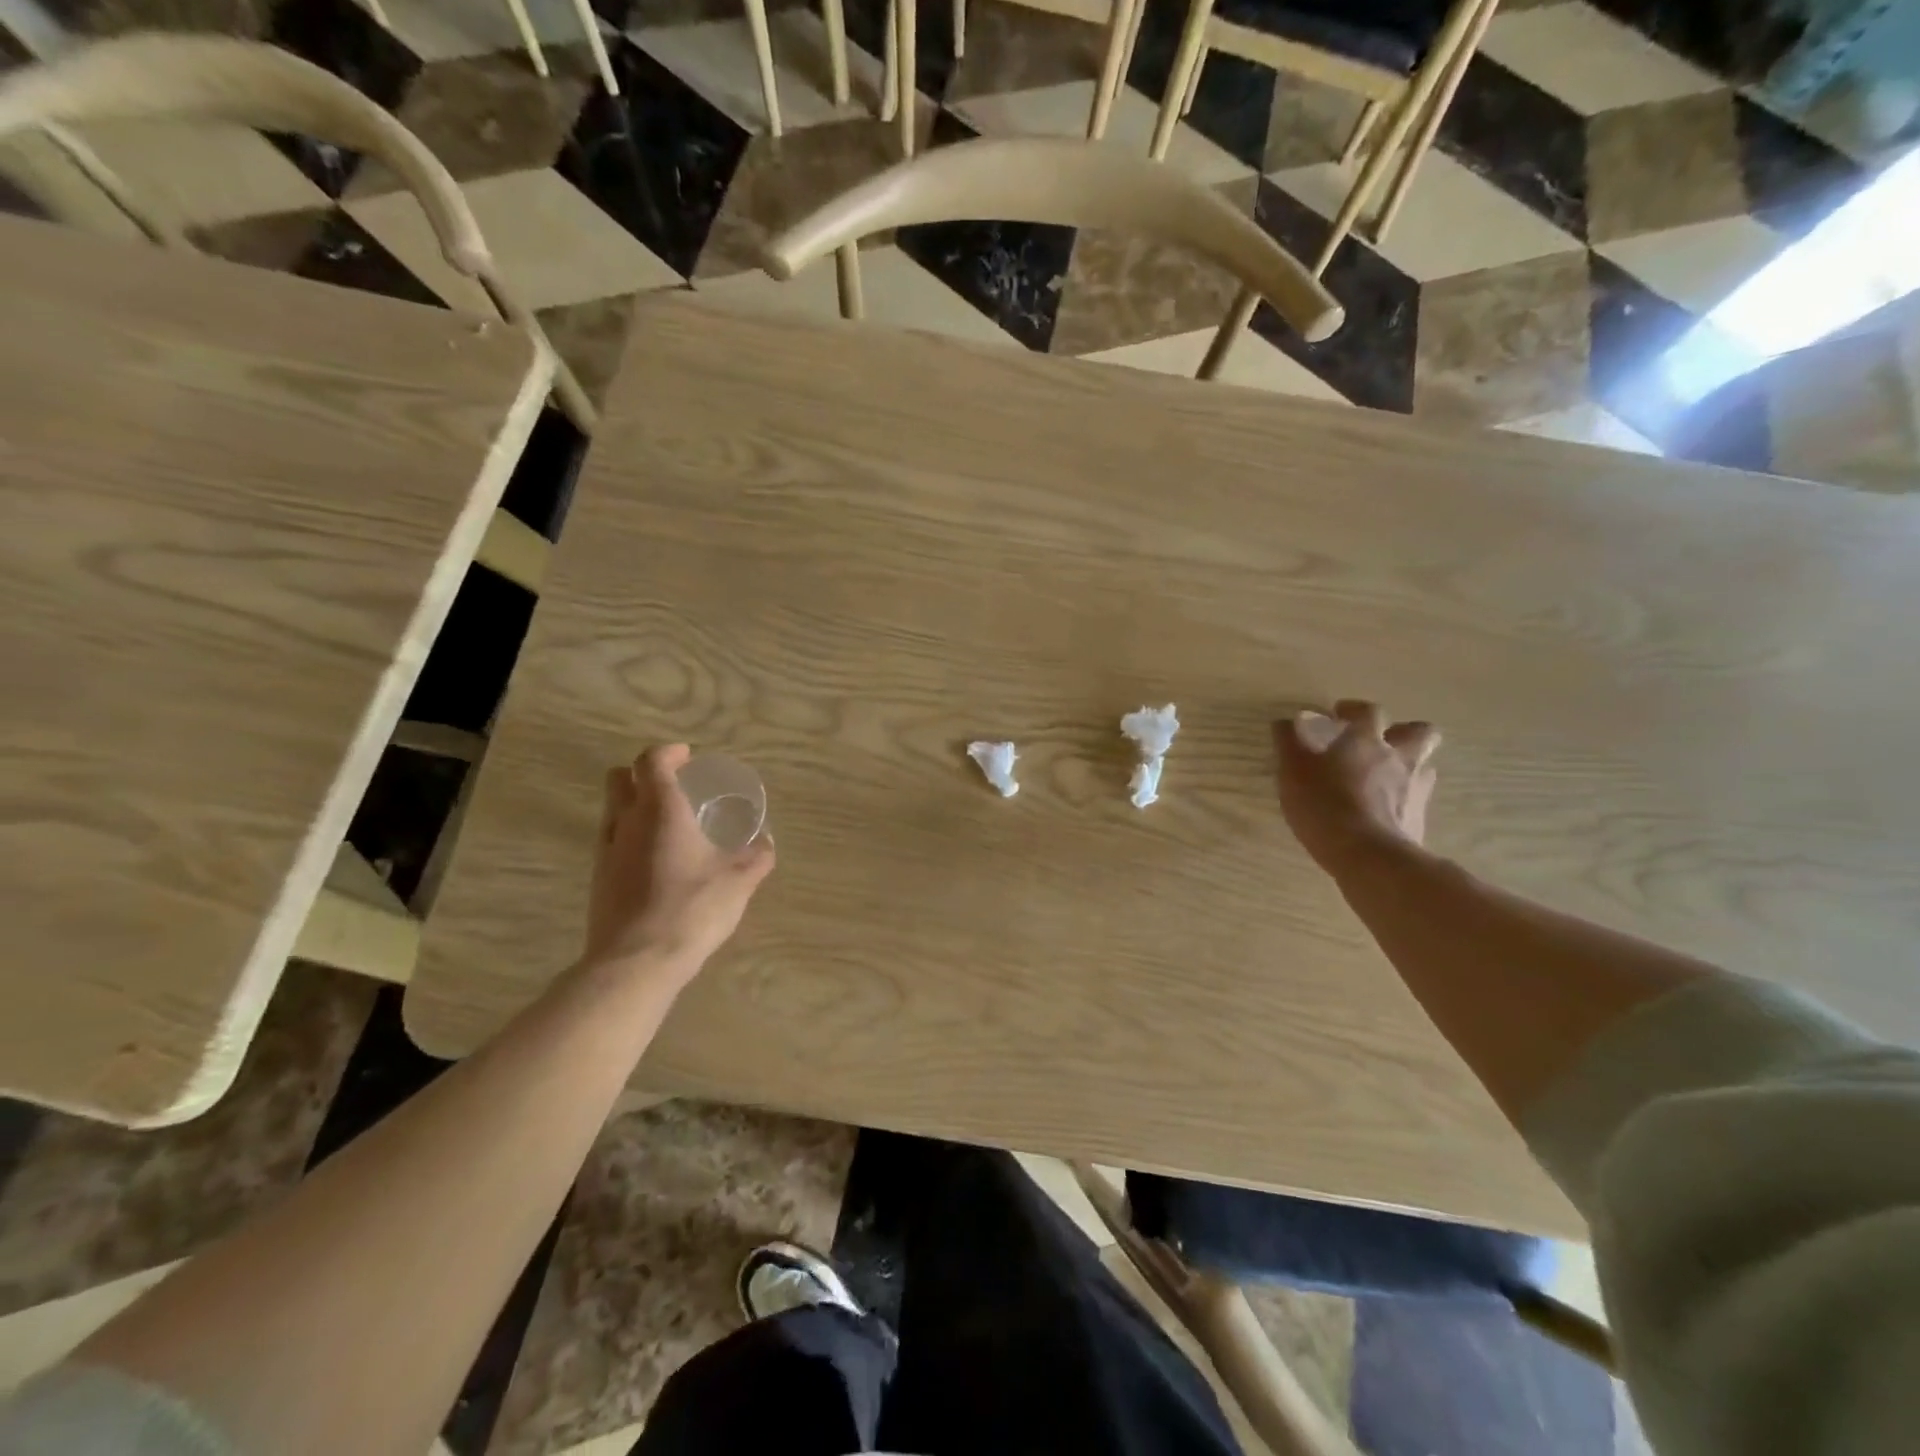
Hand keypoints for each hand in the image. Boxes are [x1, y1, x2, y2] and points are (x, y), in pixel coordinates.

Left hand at [584, 744, 775, 987]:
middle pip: (620, 779)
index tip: (687, 757)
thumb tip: (766, 842)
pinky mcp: (597, 881)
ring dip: (633, 805)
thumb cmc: (692, 908)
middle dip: (643, 774)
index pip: (651, 761)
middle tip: (673, 785)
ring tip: (665, 823)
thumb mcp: (739, 880)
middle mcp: (626, 822)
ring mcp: (606, 852)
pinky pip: (610, 842)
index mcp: (660, 810)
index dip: (669, 753)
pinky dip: (628, 837)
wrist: (637, 962)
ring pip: (611, 810)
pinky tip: (654, 860)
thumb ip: (756, 856)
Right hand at [1274, 700, 1439, 874]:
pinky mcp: (1420, 819)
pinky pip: (1417, 799)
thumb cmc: (1324, 805)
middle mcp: (1399, 757)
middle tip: (1380, 741)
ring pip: (1424, 765)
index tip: (1339, 714)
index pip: (1369, 711)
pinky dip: (1404, 798)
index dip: (1354, 709)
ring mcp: (1416, 789)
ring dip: (1407, 765)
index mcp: (1367, 740)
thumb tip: (1285, 721)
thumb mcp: (1293, 771)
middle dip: (1402, 731)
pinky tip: (1384, 810)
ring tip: (1384, 778)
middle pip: (1420, 732)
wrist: (1368, 855)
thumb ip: (1289, 743)